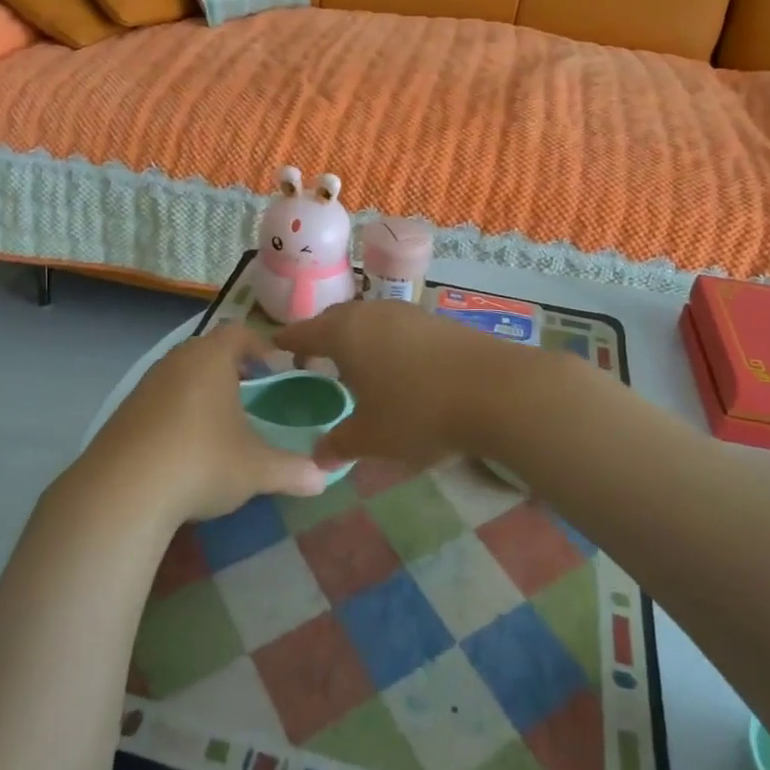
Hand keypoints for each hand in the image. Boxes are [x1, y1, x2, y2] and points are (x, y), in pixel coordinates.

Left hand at [79, 324, 327, 526]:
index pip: (240, 333)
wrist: (123, 491)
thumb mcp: (257, 469)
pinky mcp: (124, 412)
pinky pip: (160, 400)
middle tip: (253, 394)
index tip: (278, 369)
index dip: (262, 347)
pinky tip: (185, 446)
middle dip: (233, 369)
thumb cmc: (202, 462)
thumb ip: (293, 470)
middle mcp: (177, 361)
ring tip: (221, 422)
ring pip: (182, 375)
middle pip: (209, 350)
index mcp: (211, 358)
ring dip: (203, 390)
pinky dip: (177, 412)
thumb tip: (324, 478)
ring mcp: (146, 385)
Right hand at [274, 301, 505, 471]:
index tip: (274, 346)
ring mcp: (408, 313)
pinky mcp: (438, 321)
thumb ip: (339, 444)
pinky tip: (396, 367)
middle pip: (337, 320)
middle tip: (313, 359)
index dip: (287, 341)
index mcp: (345, 333)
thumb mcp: (371, 438)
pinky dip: (386, 343)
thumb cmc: (417, 411)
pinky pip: (397, 328)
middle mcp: (372, 313)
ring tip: (355, 365)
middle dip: (322, 337)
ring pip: (370, 321)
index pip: (304, 332)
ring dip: (358, 339)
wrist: (495, 390)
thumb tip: (318, 456)